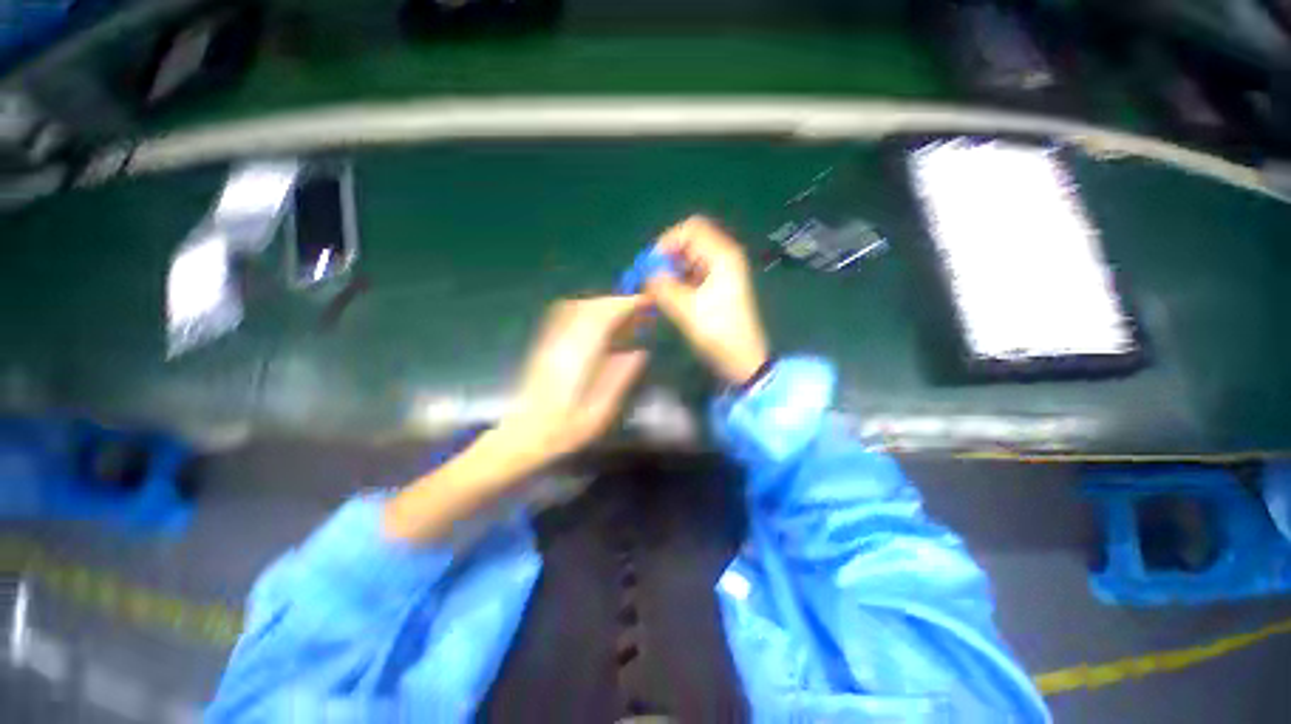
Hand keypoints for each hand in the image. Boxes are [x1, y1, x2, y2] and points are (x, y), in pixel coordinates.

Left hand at [497, 295, 649, 463]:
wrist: (524, 435)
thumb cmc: (564, 429)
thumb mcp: (599, 412)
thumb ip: (619, 379)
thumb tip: (639, 353)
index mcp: (576, 360)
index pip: (600, 319)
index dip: (623, 306)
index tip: (644, 302)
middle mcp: (561, 344)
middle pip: (588, 308)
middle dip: (616, 302)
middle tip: (639, 309)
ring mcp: (550, 342)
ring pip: (575, 308)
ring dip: (602, 305)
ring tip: (623, 315)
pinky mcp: (545, 344)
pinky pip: (566, 316)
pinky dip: (587, 311)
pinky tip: (600, 323)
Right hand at [646, 215, 769, 383]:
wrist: (743, 358)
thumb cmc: (719, 333)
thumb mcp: (687, 311)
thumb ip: (664, 288)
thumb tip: (647, 275)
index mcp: (722, 256)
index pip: (691, 229)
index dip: (667, 241)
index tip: (651, 264)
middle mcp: (724, 257)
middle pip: (689, 240)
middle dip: (667, 256)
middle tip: (651, 278)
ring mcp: (722, 271)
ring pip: (689, 257)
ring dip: (671, 269)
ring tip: (656, 289)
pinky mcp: (718, 284)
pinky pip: (693, 271)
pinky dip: (678, 278)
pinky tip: (668, 295)